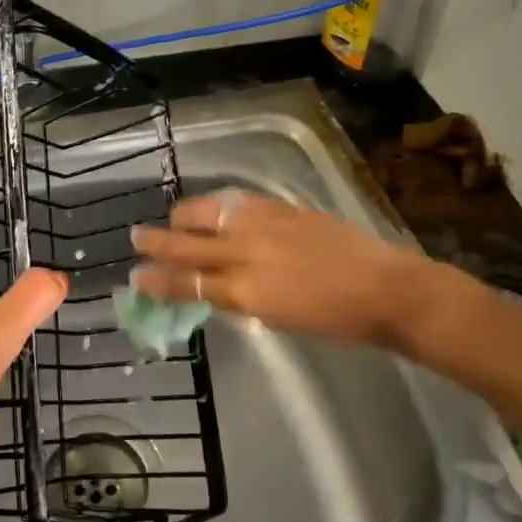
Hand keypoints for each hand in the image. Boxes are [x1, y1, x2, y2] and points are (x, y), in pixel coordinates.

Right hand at [131, 192, 448, 351]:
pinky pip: (238, 201)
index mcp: (247, 290)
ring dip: (184, 215)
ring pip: (209, 213)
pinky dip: (218, 204)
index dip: (159, 280)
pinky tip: (213, 206)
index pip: (189, 283)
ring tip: (172, 217)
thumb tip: (215, 286)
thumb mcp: (279, 318)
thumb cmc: (336, 320)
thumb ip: (242, 299)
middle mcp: (248, 253)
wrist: (385, 289)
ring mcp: (266, 225)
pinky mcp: (283, 208)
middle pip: (189, 244)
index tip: (136, 277)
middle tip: (136, 237)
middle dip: (158, 241)